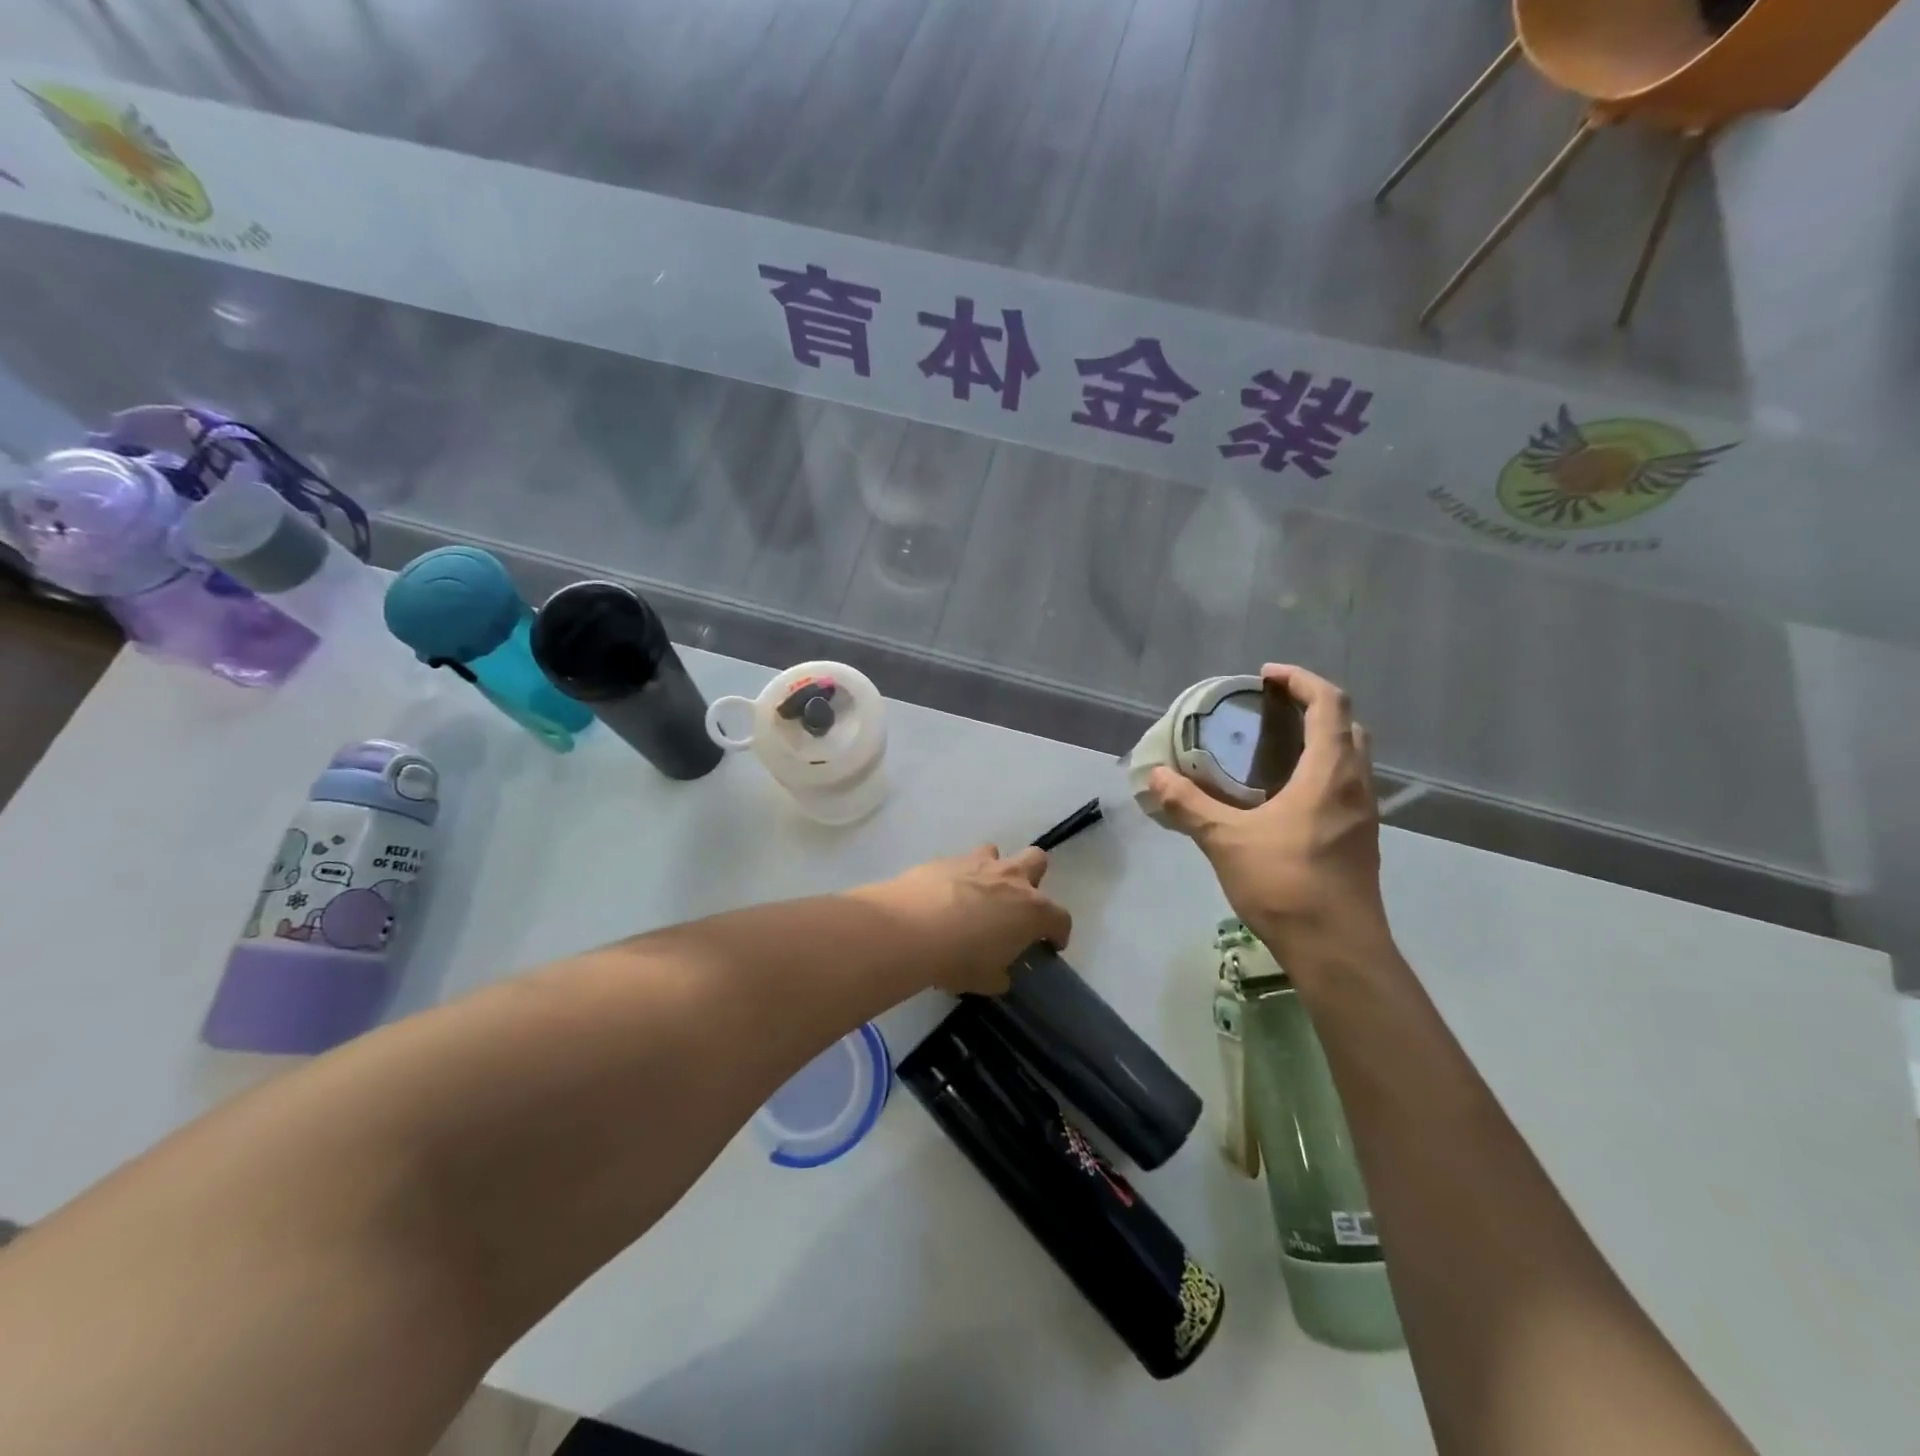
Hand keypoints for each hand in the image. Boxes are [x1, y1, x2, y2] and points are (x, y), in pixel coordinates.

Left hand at [855, 846, 1071, 996]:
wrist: (909, 928)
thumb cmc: (958, 959)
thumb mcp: (986, 980)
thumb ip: (1000, 974)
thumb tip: (1001, 973)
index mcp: (1032, 910)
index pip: (1060, 918)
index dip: (1058, 933)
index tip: (1051, 944)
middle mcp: (1012, 878)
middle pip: (1037, 861)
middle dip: (1033, 879)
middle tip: (1016, 906)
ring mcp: (979, 864)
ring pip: (998, 853)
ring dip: (993, 871)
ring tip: (978, 895)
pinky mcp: (946, 859)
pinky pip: (961, 862)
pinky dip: (959, 877)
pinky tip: (944, 897)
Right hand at [1145, 664, 1392, 976]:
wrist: (1337, 949)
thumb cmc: (1286, 884)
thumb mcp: (1226, 841)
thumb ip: (1190, 805)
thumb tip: (1156, 778)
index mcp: (1331, 774)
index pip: (1329, 704)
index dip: (1301, 681)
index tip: (1267, 677)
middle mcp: (1357, 786)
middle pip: (1348, 726)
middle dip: (1315, 707)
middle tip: (1273, 710)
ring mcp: (1364, 816)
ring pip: (1351, 759)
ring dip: (1321, 741)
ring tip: (1276, 748)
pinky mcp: (1361, 841)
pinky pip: (1347, 787)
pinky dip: (1322, 773)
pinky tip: (1286, 797)